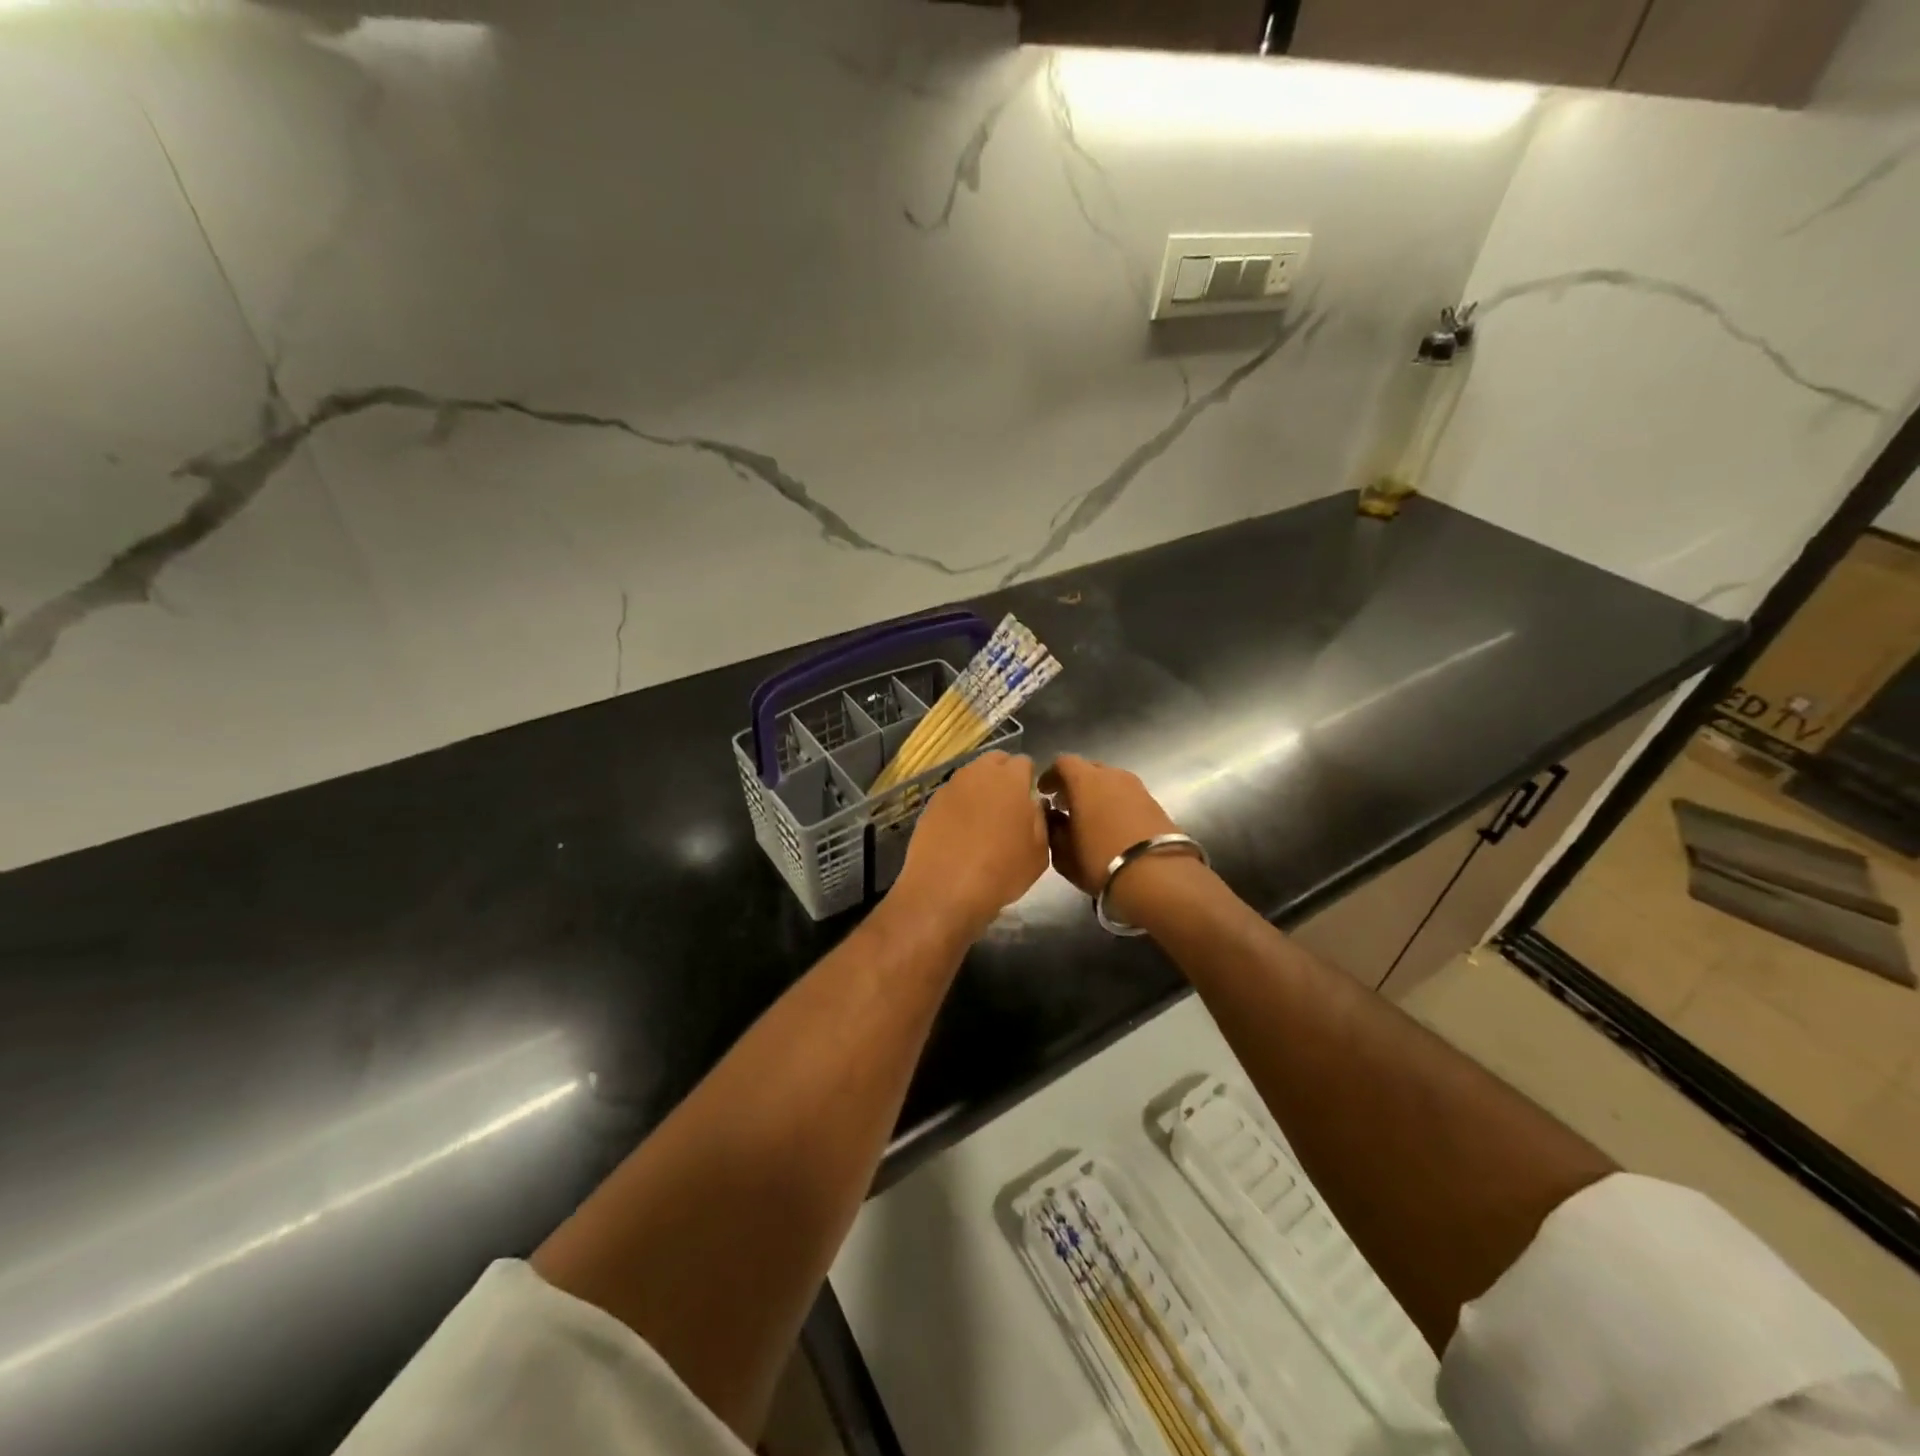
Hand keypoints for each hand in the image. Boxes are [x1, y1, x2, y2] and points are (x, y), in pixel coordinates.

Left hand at [894, 752, 1048, 934]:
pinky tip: (961, 830)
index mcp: (1010, 779)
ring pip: (971, 776)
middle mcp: (978, 774)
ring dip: (980, 788)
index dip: (1029, 779)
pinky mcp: (930, 804)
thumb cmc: (1001, 871)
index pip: (1024, 762)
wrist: (944, 890)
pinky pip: (952, 795)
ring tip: (983, 818)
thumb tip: (1033, 804)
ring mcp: (951, 787)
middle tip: (1008, 805)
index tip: (1030, 799)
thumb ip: (1040, 819)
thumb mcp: (1039, 852)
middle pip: (995, 761)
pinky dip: (960, 805)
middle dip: (1003, 775)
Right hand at [1038, 755, 1179, 893]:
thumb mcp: (1064, 854)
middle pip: (1089, 770)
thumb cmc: (1100, 861)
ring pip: (1111, 783)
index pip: (1063, 763)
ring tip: (1090, 818)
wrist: (1157, 877)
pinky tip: (1112, 827)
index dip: (1051, 776)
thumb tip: (1054, 818)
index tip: (1044, 793)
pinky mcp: (1156, 804)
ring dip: (1098, 795)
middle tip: (1065, 806)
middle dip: (1075, 784)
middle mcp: (1113, 776)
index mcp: (1085, 780)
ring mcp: (1138, 788)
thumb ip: (1054, 830)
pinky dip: (1116, 805)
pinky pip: (1128, 797)